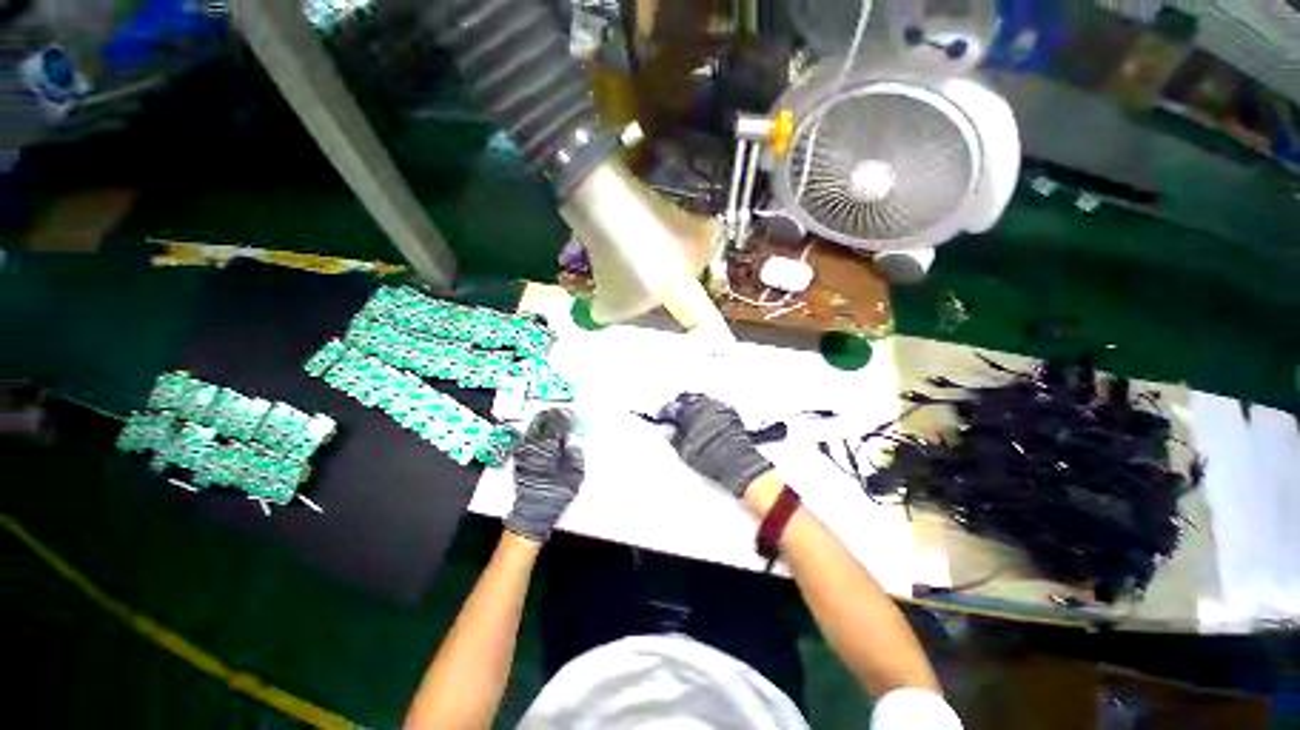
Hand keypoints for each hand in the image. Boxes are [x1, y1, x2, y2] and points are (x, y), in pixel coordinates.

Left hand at [505, 409, 584, 542]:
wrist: (532, 512)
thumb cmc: (555, 493)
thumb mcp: (574, 475)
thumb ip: (575, 456)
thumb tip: (573, 445)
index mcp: (550, 448)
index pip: (556, 427)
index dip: (563, 419)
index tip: (569, 414)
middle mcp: (535, 447)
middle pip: (542, 426)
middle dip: (550, 418)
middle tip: (557, 412)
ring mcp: (525, 453)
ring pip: (532, 431)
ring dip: (540, 424)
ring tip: (548, 418)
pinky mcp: (519, 460)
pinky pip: (526, 441)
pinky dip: (533, 434)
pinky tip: (537, 433)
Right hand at [660, 393, 773, 497]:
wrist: (738, 464)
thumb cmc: (711, 459)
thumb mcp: (685, 452)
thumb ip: (674, 438)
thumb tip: (669, 430)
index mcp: (691, 413)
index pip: (672, 407)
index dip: (665, 414)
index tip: (662, 419)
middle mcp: (705, 405)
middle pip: (688, 399)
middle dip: (680, 407)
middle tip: (675, 418)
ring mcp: (719, 407)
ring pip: (702, 400)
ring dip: (694, 406)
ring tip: (690, 419)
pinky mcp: (730, 412)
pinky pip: (714, 405)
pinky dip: (707, 410)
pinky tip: (706, 420)